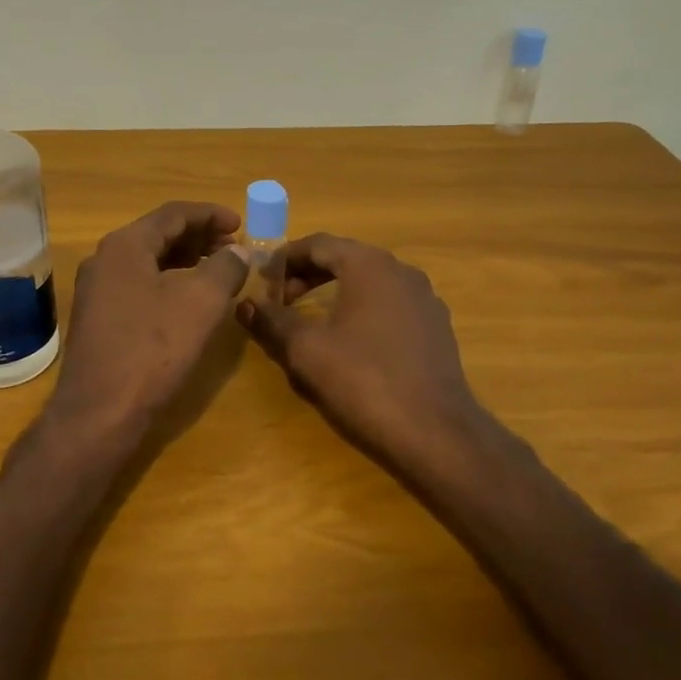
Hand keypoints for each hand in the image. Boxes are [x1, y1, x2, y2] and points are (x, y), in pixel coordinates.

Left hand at [48, 202, 248, 437]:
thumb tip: (239, 251)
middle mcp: (104, 260)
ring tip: (219, 271)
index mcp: (125, 245)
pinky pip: (139, 285)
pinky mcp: (98, 319)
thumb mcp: (201, 302)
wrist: (99, 413)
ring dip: (185, 261)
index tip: (241, 224)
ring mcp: (96, 290)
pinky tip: (189, 301)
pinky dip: (168, 283)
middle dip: (200, 238)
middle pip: (158, 234)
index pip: (173, 214)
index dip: (211, 215)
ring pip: (148, 261)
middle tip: (234, 248)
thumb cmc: (152, 349)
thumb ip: (225, 267)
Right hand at [238, 233, 492, 471]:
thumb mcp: (304, 350)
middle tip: (280, 302)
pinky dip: (361, 312)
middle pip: (345, 259)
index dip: (285, 259)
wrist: (435, 435)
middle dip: (308, 276)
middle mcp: (402, 271)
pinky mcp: (436, 329)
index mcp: (370, 265)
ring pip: (369, 284)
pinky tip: (349, 344)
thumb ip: (271, 321)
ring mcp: (425, 300)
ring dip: (335, 294)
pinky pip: (389, 306)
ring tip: (309, 322)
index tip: (261, 282)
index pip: (318, 244)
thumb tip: (244, 304)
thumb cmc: (363, 381)